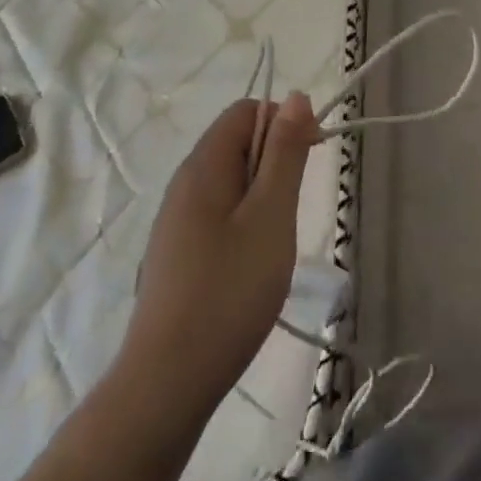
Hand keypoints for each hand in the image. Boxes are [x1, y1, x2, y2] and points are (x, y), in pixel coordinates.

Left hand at [125, 93, 318, 423]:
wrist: (168, 383)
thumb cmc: (229, 291)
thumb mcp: (271, 216)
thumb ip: (285, 153)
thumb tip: (295, 97)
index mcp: (203, 166)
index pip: (247, 111)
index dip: (285, 121)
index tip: (312, 157)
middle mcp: (184, 183)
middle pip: (237, 143)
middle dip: (276, 161)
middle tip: (293, 208)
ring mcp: (177, 220)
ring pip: (231, 181)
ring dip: (263, 195)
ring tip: (276, 239)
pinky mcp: (177, 252)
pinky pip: (219, 212)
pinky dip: (245, 221)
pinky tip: (252, 263)